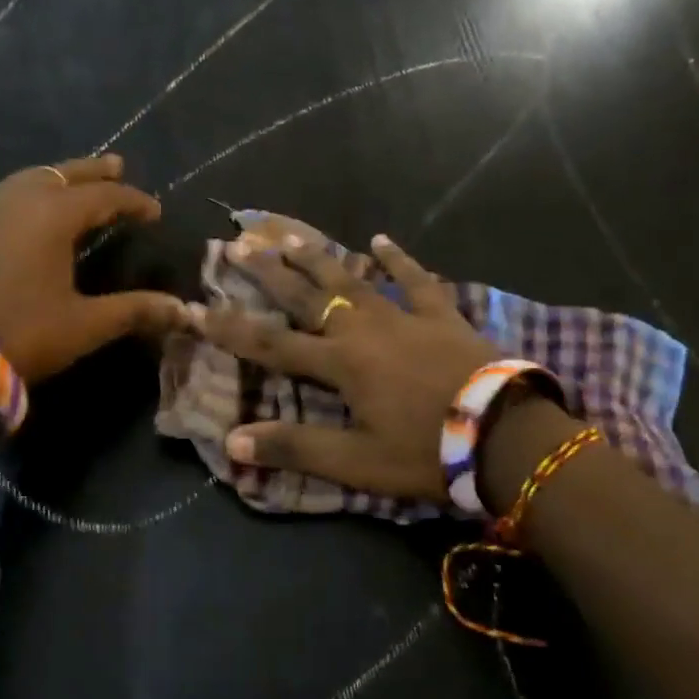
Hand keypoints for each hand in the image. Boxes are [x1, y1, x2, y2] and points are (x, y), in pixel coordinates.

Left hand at [0, 154, 184, 381]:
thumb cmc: (21, 333)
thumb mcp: (84, 324)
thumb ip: (134, 311)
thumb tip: (182, 310)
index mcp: (52, 216)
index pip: (103, 197)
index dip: (133, 201)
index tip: (155, 211)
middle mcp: (19, 203)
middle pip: (63, 174)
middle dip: (93, 171)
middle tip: (118, 165)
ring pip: (30, 179)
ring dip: (59, 177)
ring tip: (77, 182)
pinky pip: (8, 196)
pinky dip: (32, 192)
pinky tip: (34, 212)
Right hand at [191, 224, 501, 500]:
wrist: (505, 435)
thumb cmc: (425, 451)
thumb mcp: (355, 462)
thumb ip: (295, 448)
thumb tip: (232, 442)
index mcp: (339, 364)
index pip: (271, 344)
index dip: (229, 328)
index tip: (194, 306)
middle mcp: (363, 330)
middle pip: (307, 296)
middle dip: (269, 272)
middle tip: (239, 244)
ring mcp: (404, 317)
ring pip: (353, 279)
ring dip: (319, 258)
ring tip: (290, 236)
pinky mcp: (441, 316)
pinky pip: (417, 280)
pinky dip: (399, 260)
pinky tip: (381, 240)